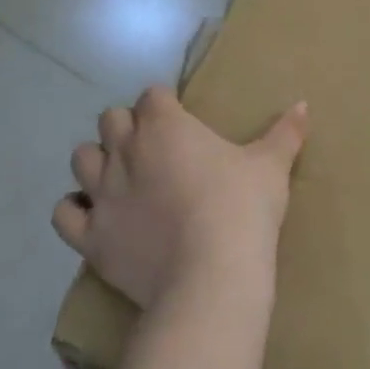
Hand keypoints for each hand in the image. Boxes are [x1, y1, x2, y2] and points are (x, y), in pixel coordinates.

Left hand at [53, 86, 307, 310]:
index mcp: (165, 125)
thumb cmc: (243, 207)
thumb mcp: (271, 165)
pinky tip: (97, 215)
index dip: (165, 105)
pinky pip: (65, 213)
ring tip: (123, 178)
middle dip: (129, 127)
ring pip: (81, 159)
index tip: (181, 120)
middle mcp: (125, 150)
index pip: (152, 96)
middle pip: (110, 120)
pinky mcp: (90, 236)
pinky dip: (76, 209)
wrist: (211, 272)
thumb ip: (285, 132)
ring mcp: (102, 194)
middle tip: (156, 148)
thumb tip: (304, 104)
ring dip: (99, 161)